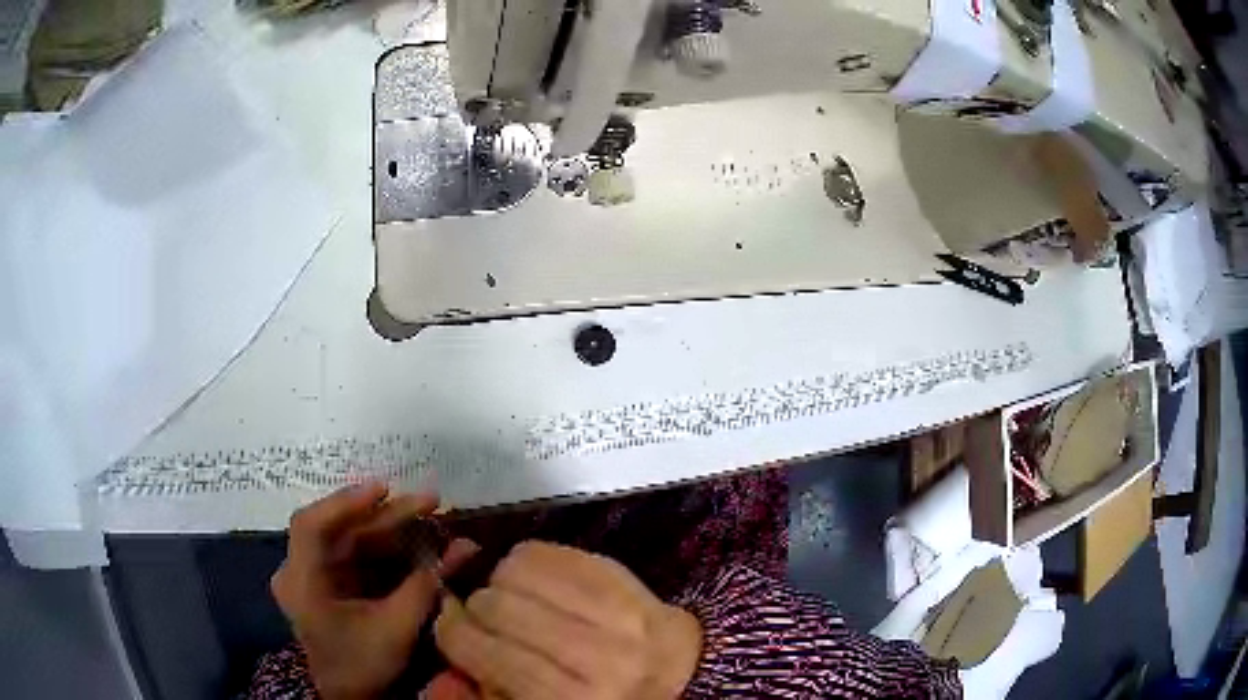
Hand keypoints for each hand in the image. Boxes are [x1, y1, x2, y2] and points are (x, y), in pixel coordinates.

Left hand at [271, 482, 475, 699]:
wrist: (350, 696)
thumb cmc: (364, 665)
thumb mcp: (396, 628)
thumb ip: (425, 586)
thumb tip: (465, 547)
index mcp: (303, 582)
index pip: (312, 526)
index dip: (346, 503)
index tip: (385, 488)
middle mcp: (301, 570)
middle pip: (340, 530)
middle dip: (386, 516)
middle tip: (430, 502)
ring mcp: (314, 574)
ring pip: (351, 539)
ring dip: (390, 529)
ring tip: (430, 516)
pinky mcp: (330, 581)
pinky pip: (357, 555)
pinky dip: (386, 548)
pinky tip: (415, 540)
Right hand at [431, 541, 702, 699]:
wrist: (678, 672)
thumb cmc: (600, 697)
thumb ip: (484, 695)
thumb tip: (437, 666)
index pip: (485, 652)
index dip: (451, 631)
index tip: (448, 623)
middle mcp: (596, 657)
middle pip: (497, 606)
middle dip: (477, 607)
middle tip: (484, 616)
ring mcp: (616, 613)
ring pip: (518, 570)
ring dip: (500, 581)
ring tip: (512, 598)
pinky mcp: (623, 578)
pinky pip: (550, 550)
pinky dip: (528, 560)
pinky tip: (536, 580)